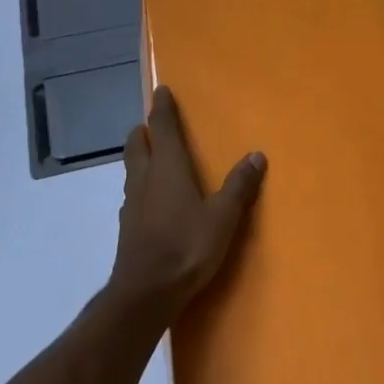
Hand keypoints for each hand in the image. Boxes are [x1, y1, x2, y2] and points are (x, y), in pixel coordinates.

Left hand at [108, 88, 265, 320]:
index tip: (161, 90)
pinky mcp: (127, 226)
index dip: (161, 107)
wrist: (145, 293)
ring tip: (154, 160)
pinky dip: (141, 186)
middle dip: (144, 131)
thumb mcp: (223, 217)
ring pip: (131, 168)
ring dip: (140, 157)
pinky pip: (132, 194)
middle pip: (137, 143)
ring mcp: (131, 203)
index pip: (161, 126)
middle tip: (154, 127)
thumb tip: (257, 154)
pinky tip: (152, 202)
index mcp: (167, 166)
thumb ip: (239, 186)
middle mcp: (145, 177)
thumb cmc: (186, 246)